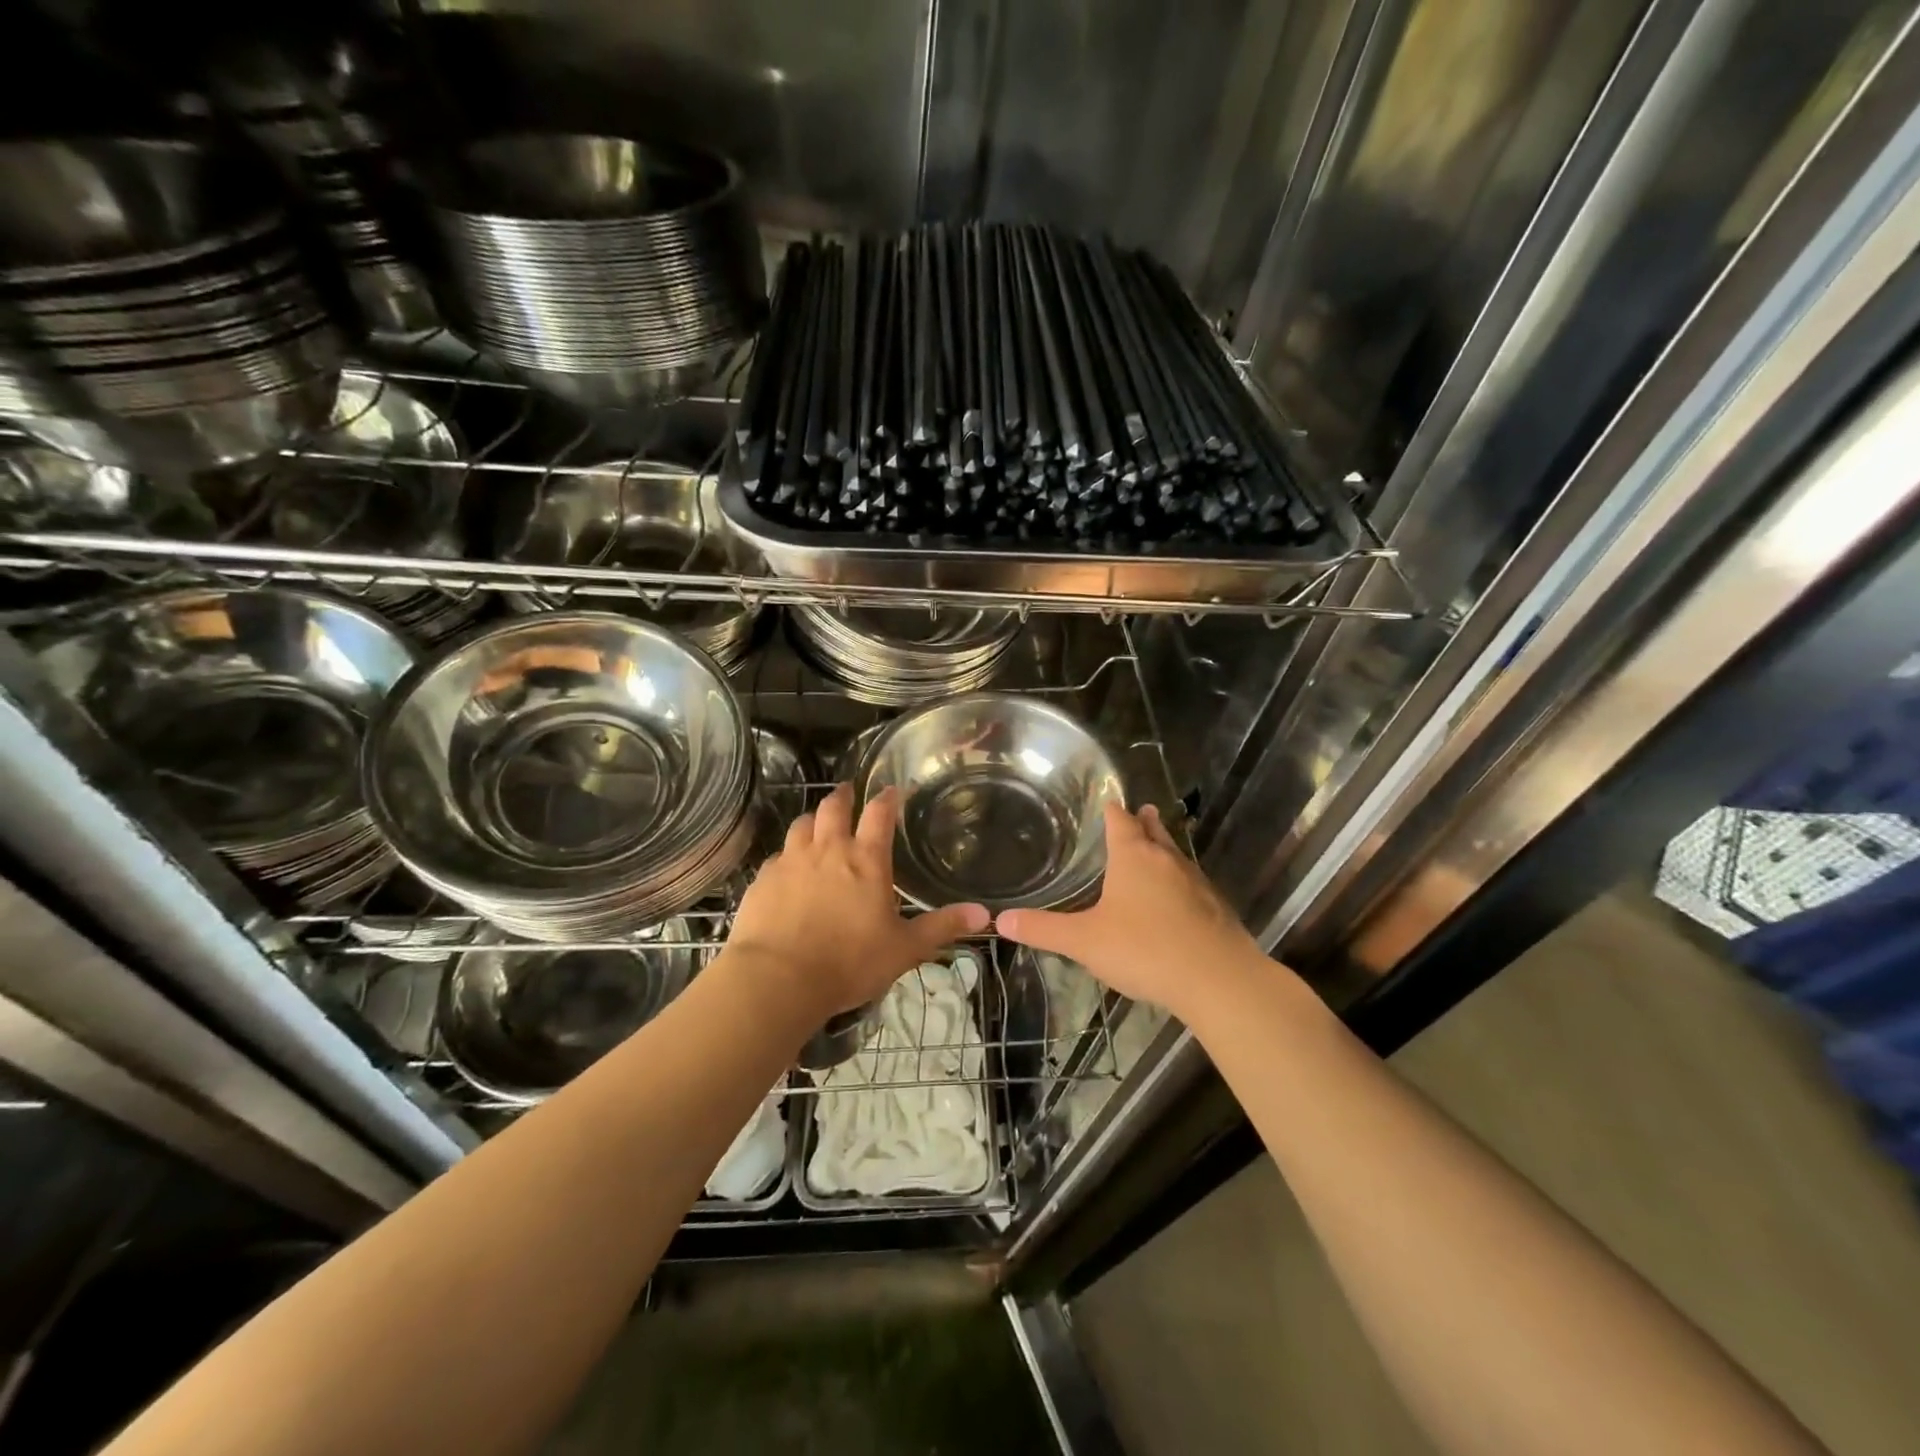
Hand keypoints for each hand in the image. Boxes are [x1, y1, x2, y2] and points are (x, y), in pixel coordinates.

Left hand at [726, 784, 989, 1020]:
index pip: (879, 814)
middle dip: (843, 796)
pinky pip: (777, 856)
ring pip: (801, 825)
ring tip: (817, 825)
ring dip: (813, 820)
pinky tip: (788, 869)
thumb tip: (985, 914)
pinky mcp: (763, 880)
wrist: (777, 979)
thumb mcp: (904, 949)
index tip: (893, 789)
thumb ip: (942, 927)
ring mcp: (791, 862)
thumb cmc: (849, 962)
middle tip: (848, 791)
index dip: (888, 798)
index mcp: (865, 860)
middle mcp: (827, 850)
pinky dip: (787, 855)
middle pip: (833, 808)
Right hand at [997, 803, 1264, 1020]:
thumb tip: (1001, 920)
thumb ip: (1044, 930)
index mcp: (1133, 857)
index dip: (1112, 810)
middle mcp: (1166, 860)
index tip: (1108, 801)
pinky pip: (1193, 884)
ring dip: (1165, 849)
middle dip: (1145, 822)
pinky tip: (1179, 899)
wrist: (1218, 979)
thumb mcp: (1084, 941)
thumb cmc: (1144, 949)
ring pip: (1176, 855)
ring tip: (1157, 846)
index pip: (1120, 821)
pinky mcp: (1216, 908)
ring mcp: (1196, 882)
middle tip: (1142, 810)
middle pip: (1154, 831)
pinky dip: (1181, 882)